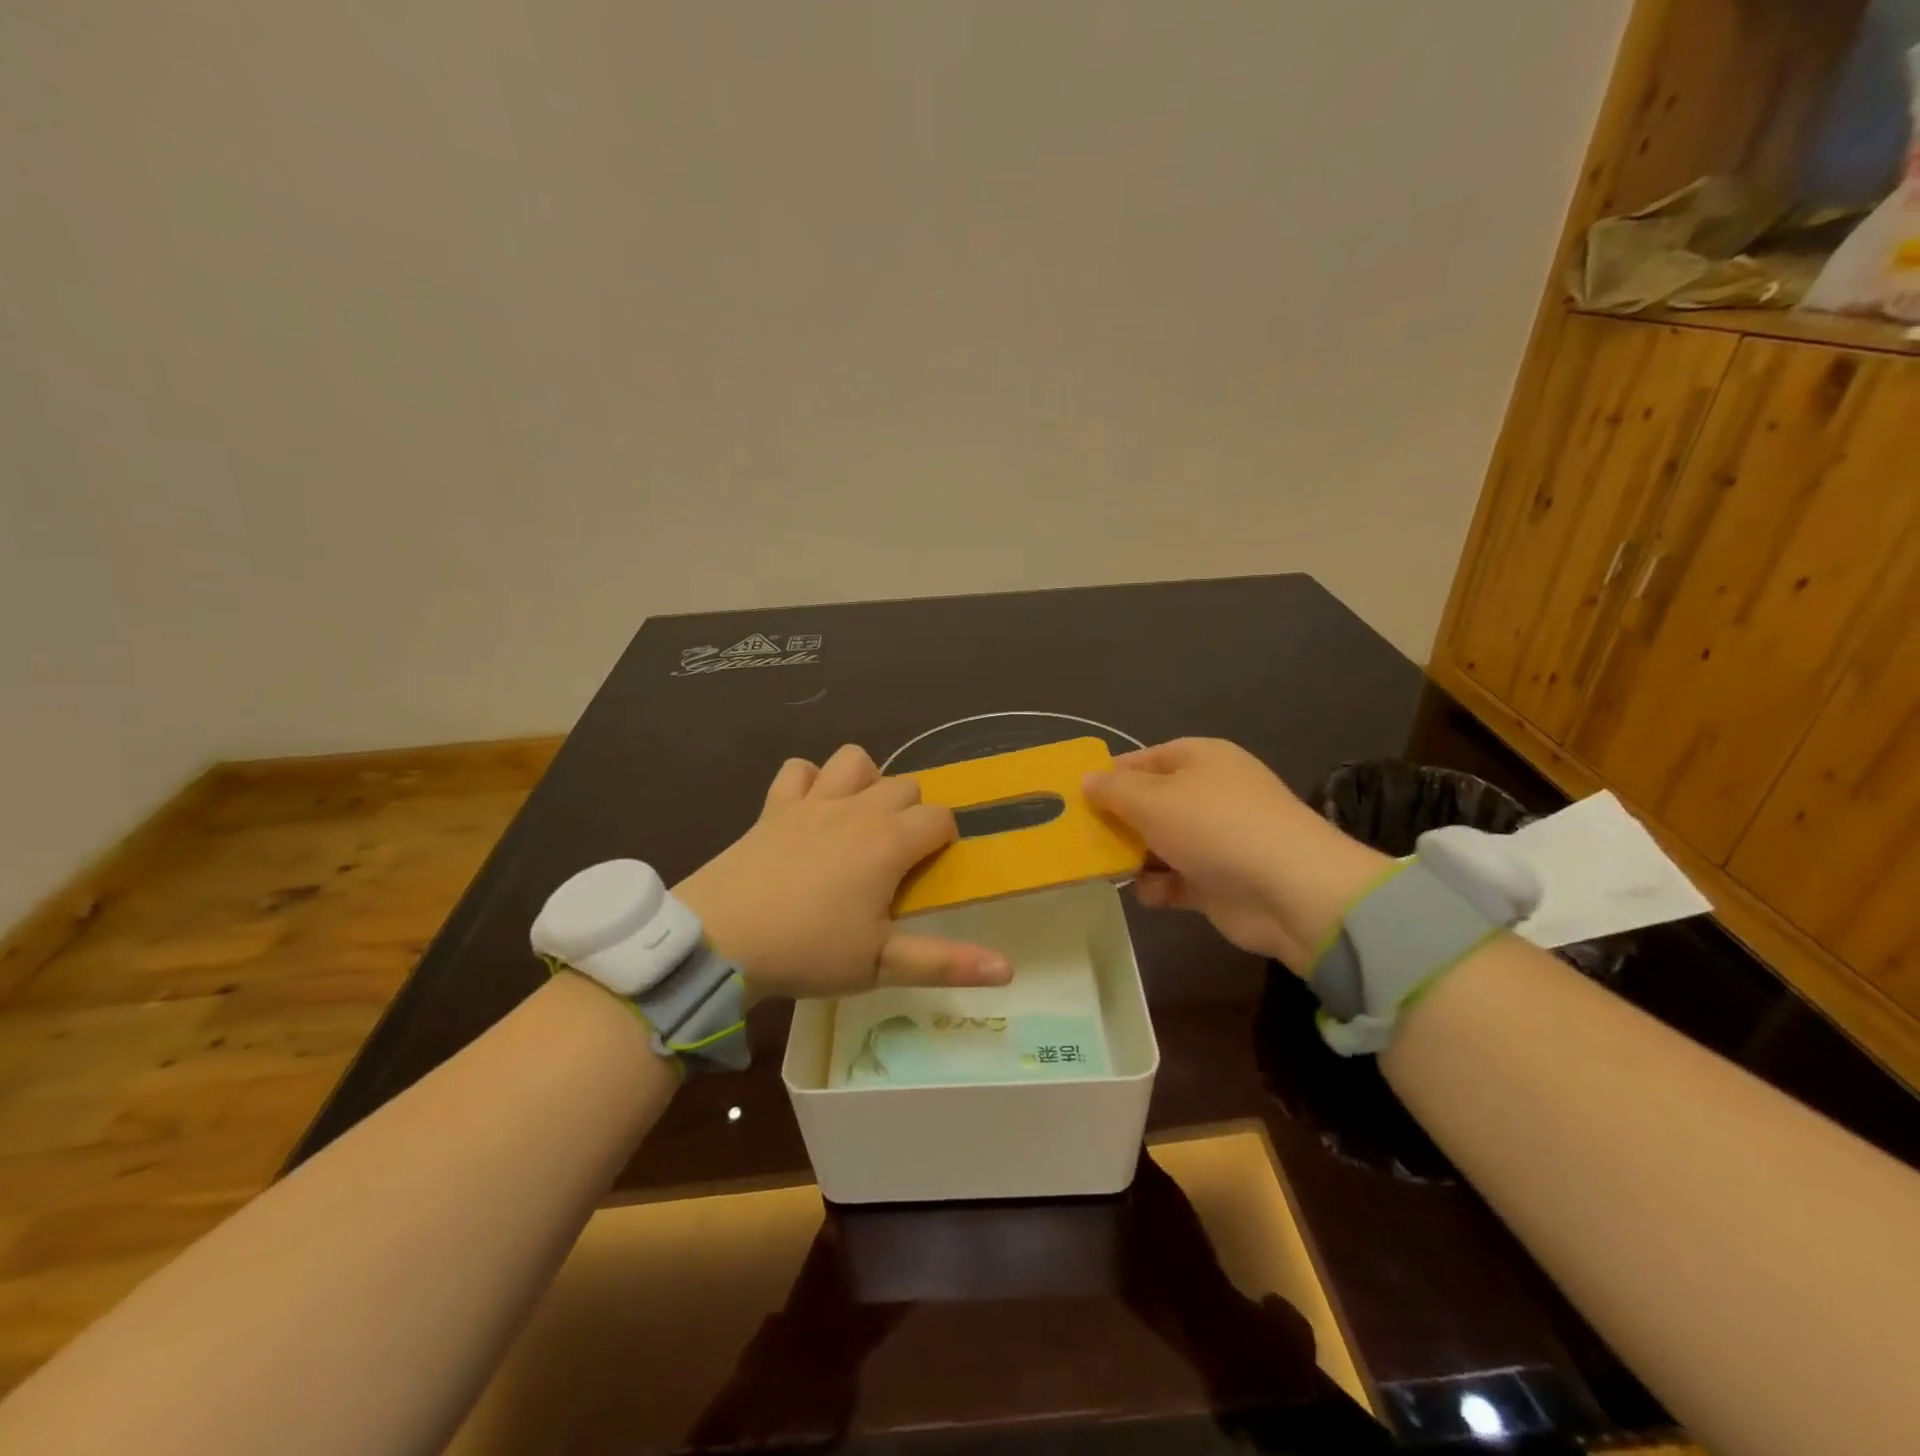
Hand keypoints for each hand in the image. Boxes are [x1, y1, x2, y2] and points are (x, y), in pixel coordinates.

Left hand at [675, 744, 1011, 998]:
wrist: (719, 939)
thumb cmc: (808, 952)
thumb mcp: (880, 965)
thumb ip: (946, 963)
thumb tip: (1009, 969)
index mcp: (889, 842)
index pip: (940, 818)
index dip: (945, 839)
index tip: (929, 871)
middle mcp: (857, 809)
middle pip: (906, 785)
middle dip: (913, 813)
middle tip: (897, 858)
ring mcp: (813, 802)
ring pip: (856, 760)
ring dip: (867, 782)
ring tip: (860, 820)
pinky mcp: (774, 806)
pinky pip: (798, 769)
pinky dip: (809, 781)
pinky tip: (810, 809)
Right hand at [1083, 738, 1388, 973]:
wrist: (1292, 892)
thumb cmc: (1216, 828)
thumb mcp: (1154, 800)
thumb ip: (1113, 790)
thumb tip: (1086, 779)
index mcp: (1200, 759)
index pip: (1142, 760)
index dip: (1107, 777)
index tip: (1073, 798)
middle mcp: (1208, 794)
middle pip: (1149, 803)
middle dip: (1116, 821)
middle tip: (1078, 838)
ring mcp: (1216, 839)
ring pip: (1160, 843)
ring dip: (1134, 857)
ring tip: (1102, 869)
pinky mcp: (1219, 881)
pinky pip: (1177, 879)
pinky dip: (1159, 887)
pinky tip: (1145, 894)